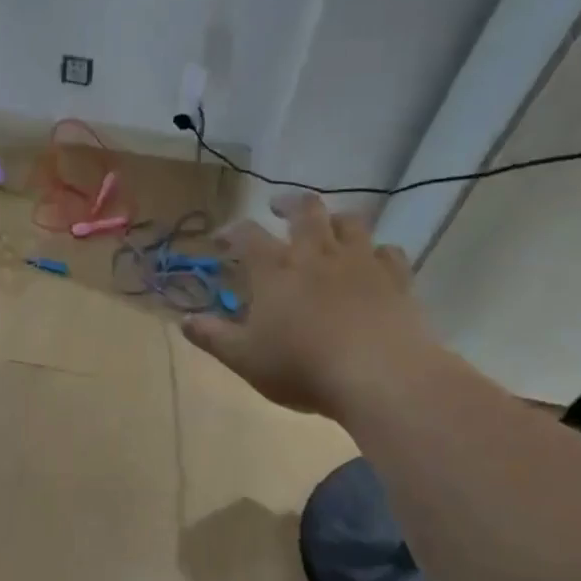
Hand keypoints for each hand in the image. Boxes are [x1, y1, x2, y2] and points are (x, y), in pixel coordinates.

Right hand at [182, 195, 442, 417]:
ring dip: (335, 219)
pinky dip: (377, 251)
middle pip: (305, 211)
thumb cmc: (302, 367)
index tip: (221, 238)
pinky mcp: (396, 279)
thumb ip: (213, 337)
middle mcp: (317, 255)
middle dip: (288, 204)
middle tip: (278, 207)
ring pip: (350, 222)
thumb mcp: (245, 359)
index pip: (247, 236)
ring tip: (328, 226)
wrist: (379, 376)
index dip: (231, 231)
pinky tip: (373, 260)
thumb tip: (184, 320)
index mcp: (275, 270)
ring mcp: (361, 262)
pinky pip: (388, 251)